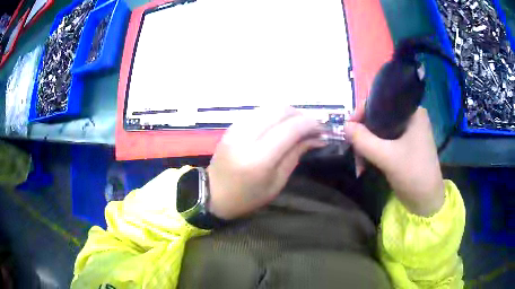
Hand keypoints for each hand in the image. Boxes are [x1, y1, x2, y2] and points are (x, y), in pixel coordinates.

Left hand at [207, 107, 324, 219]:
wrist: (212, 194)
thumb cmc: (247, 197)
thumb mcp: (276, 183)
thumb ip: (295, 155)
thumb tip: (316, 137)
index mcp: (259, 158)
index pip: (290, 129)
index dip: (310, 124)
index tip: (322, 128)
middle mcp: (246, 137)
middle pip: (280, 110)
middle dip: (301, 114)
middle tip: (312, 125)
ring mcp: (236, 128)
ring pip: (268, 107)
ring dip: (288, 112)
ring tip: (298, 124)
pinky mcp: (232, 126)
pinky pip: (258, 112)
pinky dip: (273, 114)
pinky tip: (280, 124)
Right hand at [343, 106, 444, 215]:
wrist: (426, 202)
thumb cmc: (413, 174)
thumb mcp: (387, 157)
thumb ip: (364, 140)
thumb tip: (344, 126)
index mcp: (412, 112)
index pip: (382, 102)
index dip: (363, 112)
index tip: (349, 127)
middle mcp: (410, 118)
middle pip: (379, 117)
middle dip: (364, 134)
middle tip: (352, 148)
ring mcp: (407, 133)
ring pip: (379, 131)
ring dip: (366, 146)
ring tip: (359, 163)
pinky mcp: (403, 146)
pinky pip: (383, 142)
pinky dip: (373, 152)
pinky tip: (364, 165)